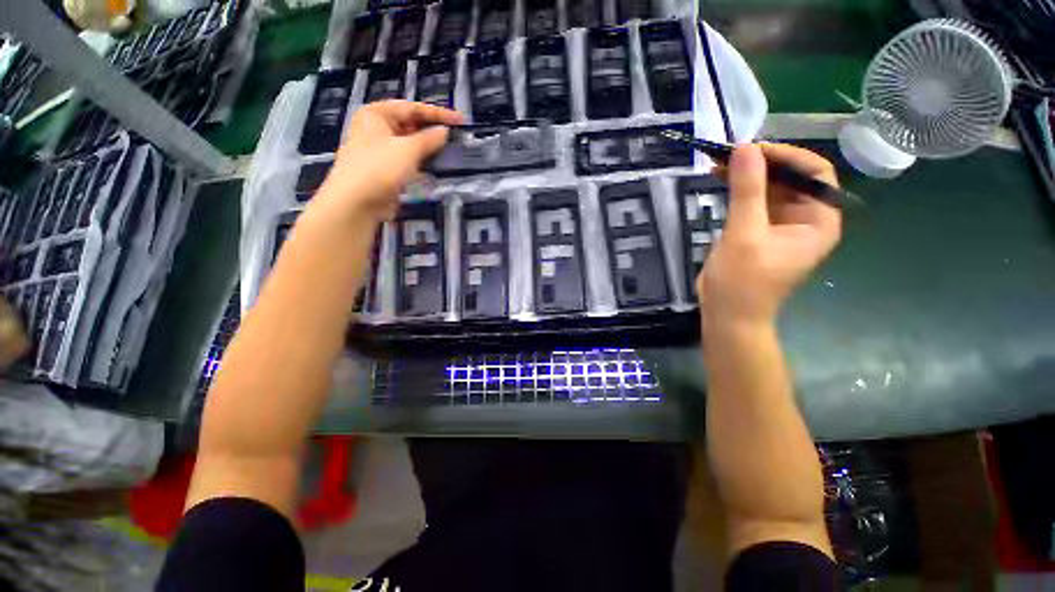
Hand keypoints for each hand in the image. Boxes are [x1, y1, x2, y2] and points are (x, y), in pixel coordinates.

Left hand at [316, 100, 463, 220]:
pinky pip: (408, 160)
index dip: (438, 114)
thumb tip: (444, 131)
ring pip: (410, 144)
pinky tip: (436, 166)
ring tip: (451, 151)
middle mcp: (377, 128)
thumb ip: (429, 139)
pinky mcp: (386, 170)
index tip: (460, 120)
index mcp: (377, 114)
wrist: (356, 202)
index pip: (413, 108)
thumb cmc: (379, 168)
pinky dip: (421, 162)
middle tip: (456, 136)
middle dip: (432, 131)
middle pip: (410, 124)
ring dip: (428, 148)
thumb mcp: (408, 150)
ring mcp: (381, 150)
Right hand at [700, 143, 841, 324]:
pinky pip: (752, 200)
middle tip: (728, 154)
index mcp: (818, 221)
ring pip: (769, 187)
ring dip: (746, 174)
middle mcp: (805, 218)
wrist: (727, 314)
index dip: (786, 156)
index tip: (752, 150)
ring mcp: (780, 224)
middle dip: (761, 163)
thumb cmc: (742, 282)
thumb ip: (747, 191)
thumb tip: (744, 148)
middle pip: (791, 177)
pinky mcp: (757, 229)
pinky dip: (737, 189)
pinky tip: (719, 180)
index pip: (814, 173)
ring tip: (717, 163)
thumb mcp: (744, 235)